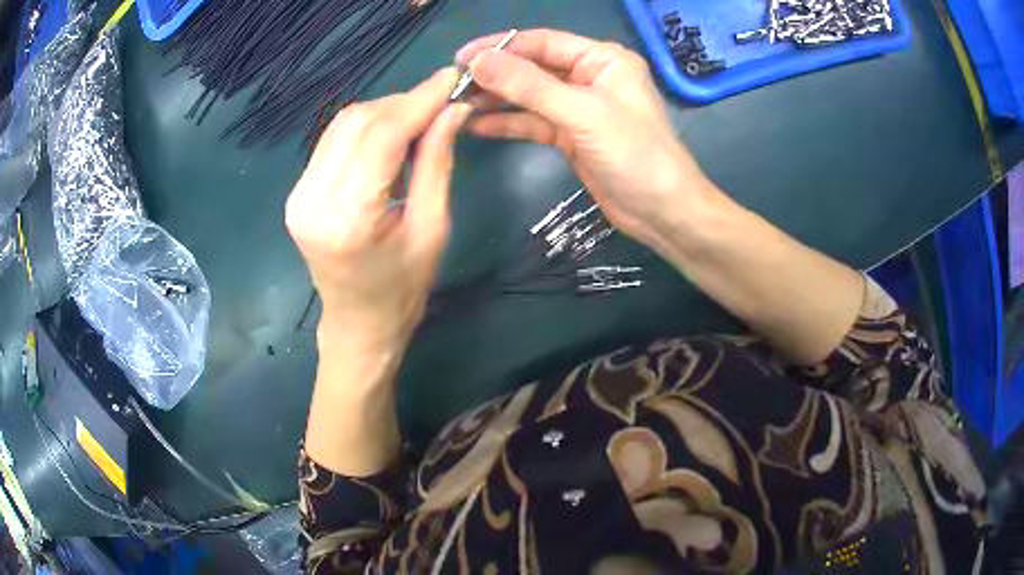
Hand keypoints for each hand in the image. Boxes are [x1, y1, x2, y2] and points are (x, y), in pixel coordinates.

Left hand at [286, 69, 470, 352]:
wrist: (358, 325)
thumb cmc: (403, 290)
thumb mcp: (433, 229)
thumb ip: (438, 162)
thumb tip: (454, 110)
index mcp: (349, 217)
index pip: (382, 136)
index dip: (419, 100)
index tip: (452, 78)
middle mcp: (313, 199)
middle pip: (358, 122)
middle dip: (404, 104)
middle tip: (441, 104)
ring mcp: (298, 195)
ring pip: (343, 125)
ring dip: (385, 113)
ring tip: (420, 122)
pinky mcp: (298, 193)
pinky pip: (333, 141)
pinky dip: (366, 129)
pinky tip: (390, 139)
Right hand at [456, 29, 718, 250]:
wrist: (662, 212)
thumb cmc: (635, 155)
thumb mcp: (583, 114)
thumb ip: (529, 86)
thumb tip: (478, 61)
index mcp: (602, 59)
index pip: (542, 43)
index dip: (500, 47)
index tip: (460, 58)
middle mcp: (589, 76)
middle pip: (532, 67)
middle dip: (495, 75)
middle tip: (453, 85)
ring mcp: (579, 107)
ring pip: (529, 96)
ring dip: (496, 99)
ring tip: (457, 105)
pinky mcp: (571, 135)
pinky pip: (533, 122)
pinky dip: (508, 123)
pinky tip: (477, 126)